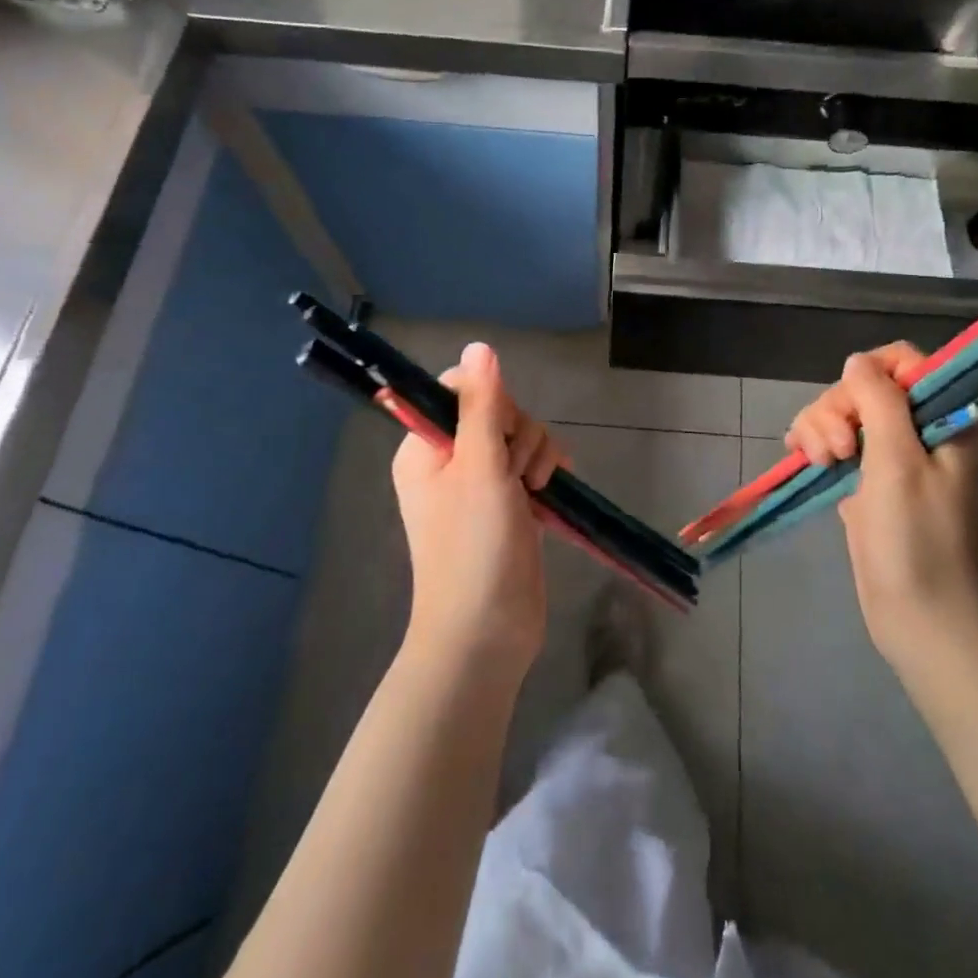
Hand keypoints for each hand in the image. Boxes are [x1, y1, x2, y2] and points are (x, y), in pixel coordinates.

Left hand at [391, 343, 560, 674]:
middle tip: (515, 473)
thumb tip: (479, 345)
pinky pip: (532, 462)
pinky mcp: (509, 501)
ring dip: (536, 453)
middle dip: (518, 433)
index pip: (459, 390)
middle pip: (495, 409)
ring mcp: (481, 481)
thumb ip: (481, 405)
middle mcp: (450, 459)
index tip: (499, 431)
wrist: (488, 632)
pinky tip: (552, 489)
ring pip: (519, 435)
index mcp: (425, 447)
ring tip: (533, 489)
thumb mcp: (479, 468)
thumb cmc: (474, 548)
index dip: (489, 400)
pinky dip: (546, 470)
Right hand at [786, 343, 977, 672]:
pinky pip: (831, 441)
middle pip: (863, 386)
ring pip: (840, 413)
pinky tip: (804, 460)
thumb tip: (857, 361)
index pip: (905, 362)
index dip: (871, 374)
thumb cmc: (918, 537)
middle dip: (838, 409)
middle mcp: (917, 429)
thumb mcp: (898, 460)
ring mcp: (888, 455)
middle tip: (841, 452)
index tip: (855, 407)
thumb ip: (879, 400)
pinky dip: (814, 444)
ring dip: (821, 429)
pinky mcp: (863, 478)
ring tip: (823, 465)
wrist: (919, 616)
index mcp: (944, 417)